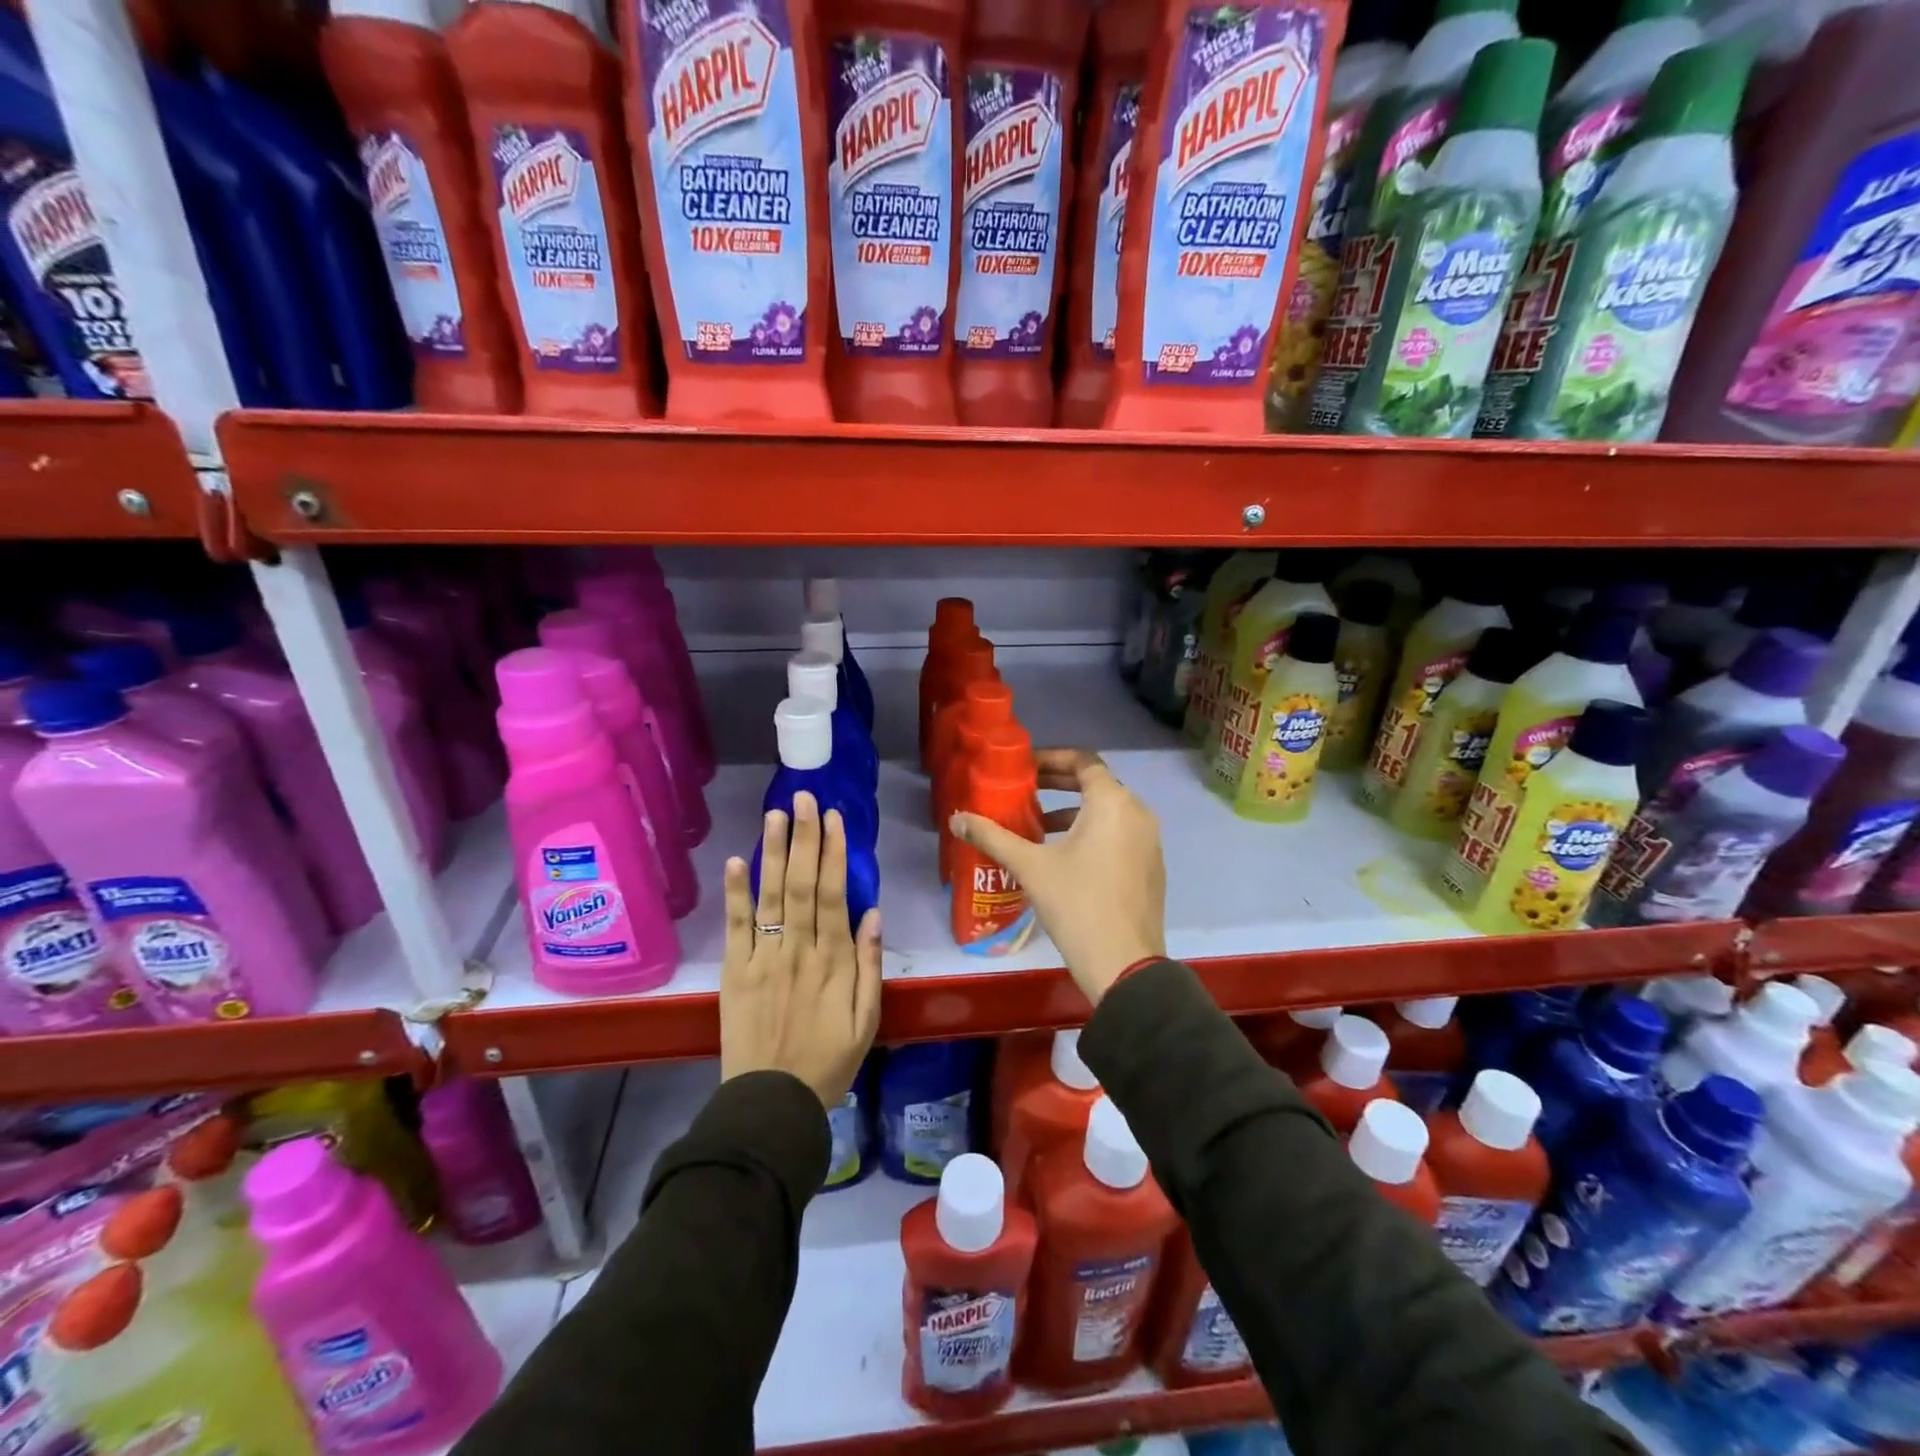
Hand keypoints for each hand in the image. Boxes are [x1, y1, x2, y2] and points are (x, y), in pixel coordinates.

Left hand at [720, 793, 881, 1107]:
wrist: (772, 1103)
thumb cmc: (828, 1062)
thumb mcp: (867, 1020)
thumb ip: (869, 965)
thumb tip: (873, 913)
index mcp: (834, 961)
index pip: (834, 894)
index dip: (834, 853)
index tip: (834, 818)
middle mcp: (798, 950)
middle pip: (801, 884)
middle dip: (804, 838)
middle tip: (804, 798)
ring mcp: (763, 958)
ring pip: (770, 896)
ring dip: (773, 852)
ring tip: (775, 814)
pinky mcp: (736, 972)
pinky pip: (736, 927)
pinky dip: (736, 894)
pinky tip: (737, 861)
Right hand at [950, 749, 1165, 1005]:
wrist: (1124, 964)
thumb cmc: (1076, 904)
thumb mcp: (1030, 866)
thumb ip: (992, 837)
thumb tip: (957, 819)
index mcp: (1113, 803)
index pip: (1084, 761)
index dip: (1051, 759)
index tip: (1025, 768)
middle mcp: (1138, 813)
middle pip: (1097, 784)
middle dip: (1059, 784)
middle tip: (1025, 792)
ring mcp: (1149, 842)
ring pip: (1109, 812)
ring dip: (1074, 812)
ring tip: (1038, 826)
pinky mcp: (1151, 868)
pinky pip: (1120, 835)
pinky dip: (1093, 833)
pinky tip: (1065, 858)